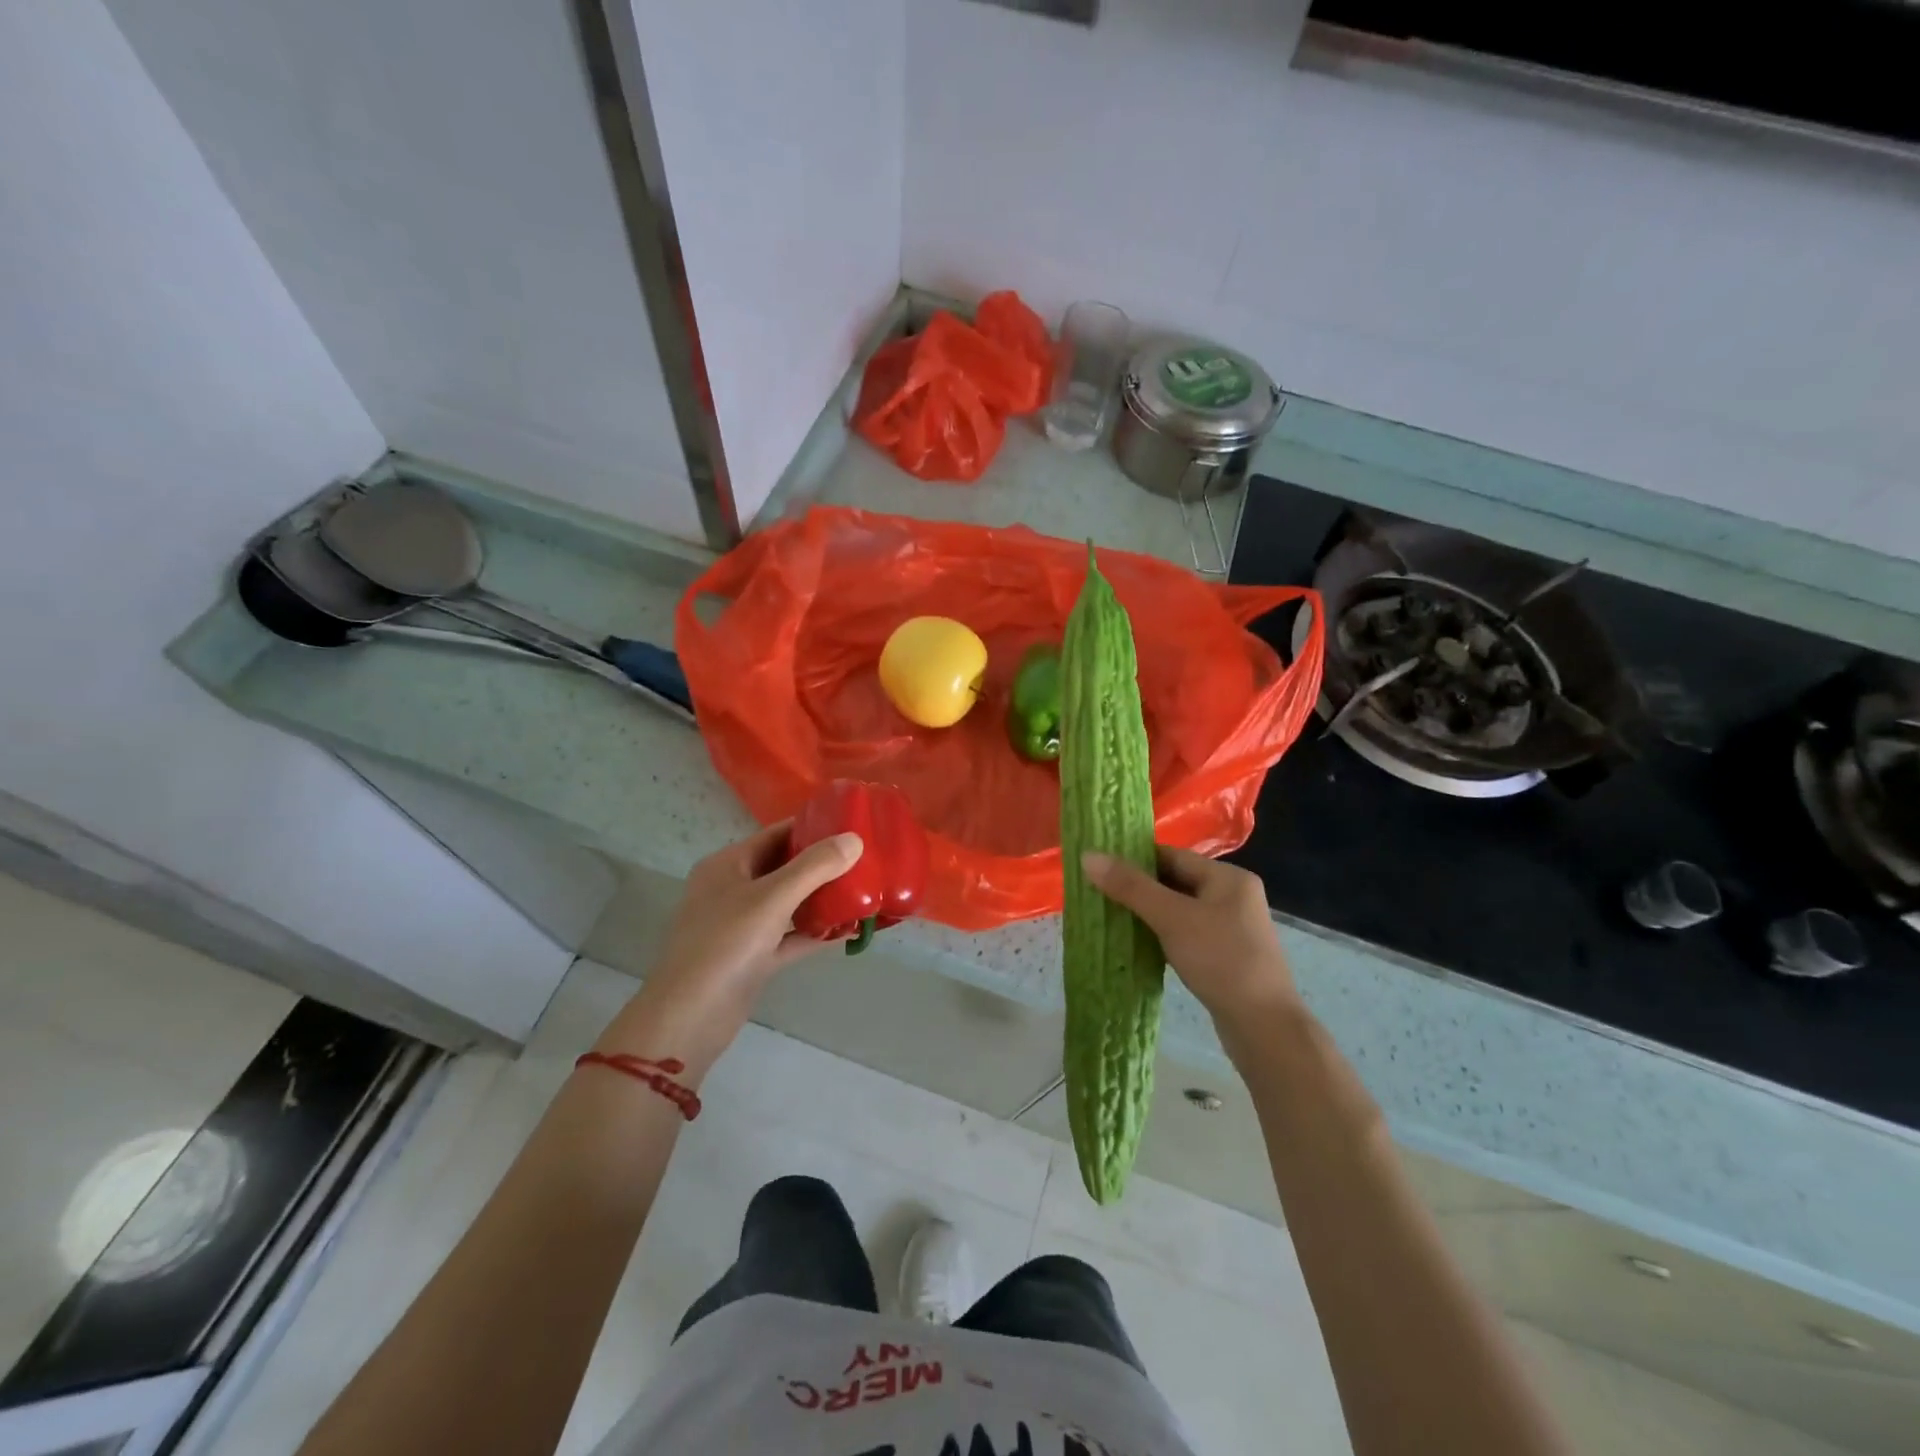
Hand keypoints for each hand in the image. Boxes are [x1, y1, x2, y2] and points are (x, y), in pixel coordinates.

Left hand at [596, 822, 862, 1071]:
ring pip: (789, 903)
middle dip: (823, 865)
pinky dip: (815, 932)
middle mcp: (733, 889)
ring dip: (822, 899)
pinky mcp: (753, 958)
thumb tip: (855, 839)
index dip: (813, 827)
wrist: (689, 1019)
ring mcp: (742, 926)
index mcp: (728, 865)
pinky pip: (790, 936)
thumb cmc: (726, 945)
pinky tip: (849, 931)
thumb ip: (815, 867)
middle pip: (785, 867)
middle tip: (866, 859)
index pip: (776, 834)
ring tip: (864, 891)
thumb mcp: (772, 898)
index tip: (853, 825)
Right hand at [1081, 846, 1298, 1030]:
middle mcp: (1234, 896)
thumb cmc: (1220, 960)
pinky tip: (1138, 944)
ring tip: (1111, 917)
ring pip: (1179, 910)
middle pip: (1176, 881)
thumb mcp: (1172, 918)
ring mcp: (1232, 928)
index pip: (1172, 855)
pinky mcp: (1226, 956)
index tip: (1100, 867)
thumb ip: (1130, 886)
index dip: (1135, 859)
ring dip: (1148, 913)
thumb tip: (1089, 856)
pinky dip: (1162, 934)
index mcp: (1228, 878)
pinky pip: (1186, 933)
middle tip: (1099, 893)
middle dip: (1138, 888)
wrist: (1264, 1027)